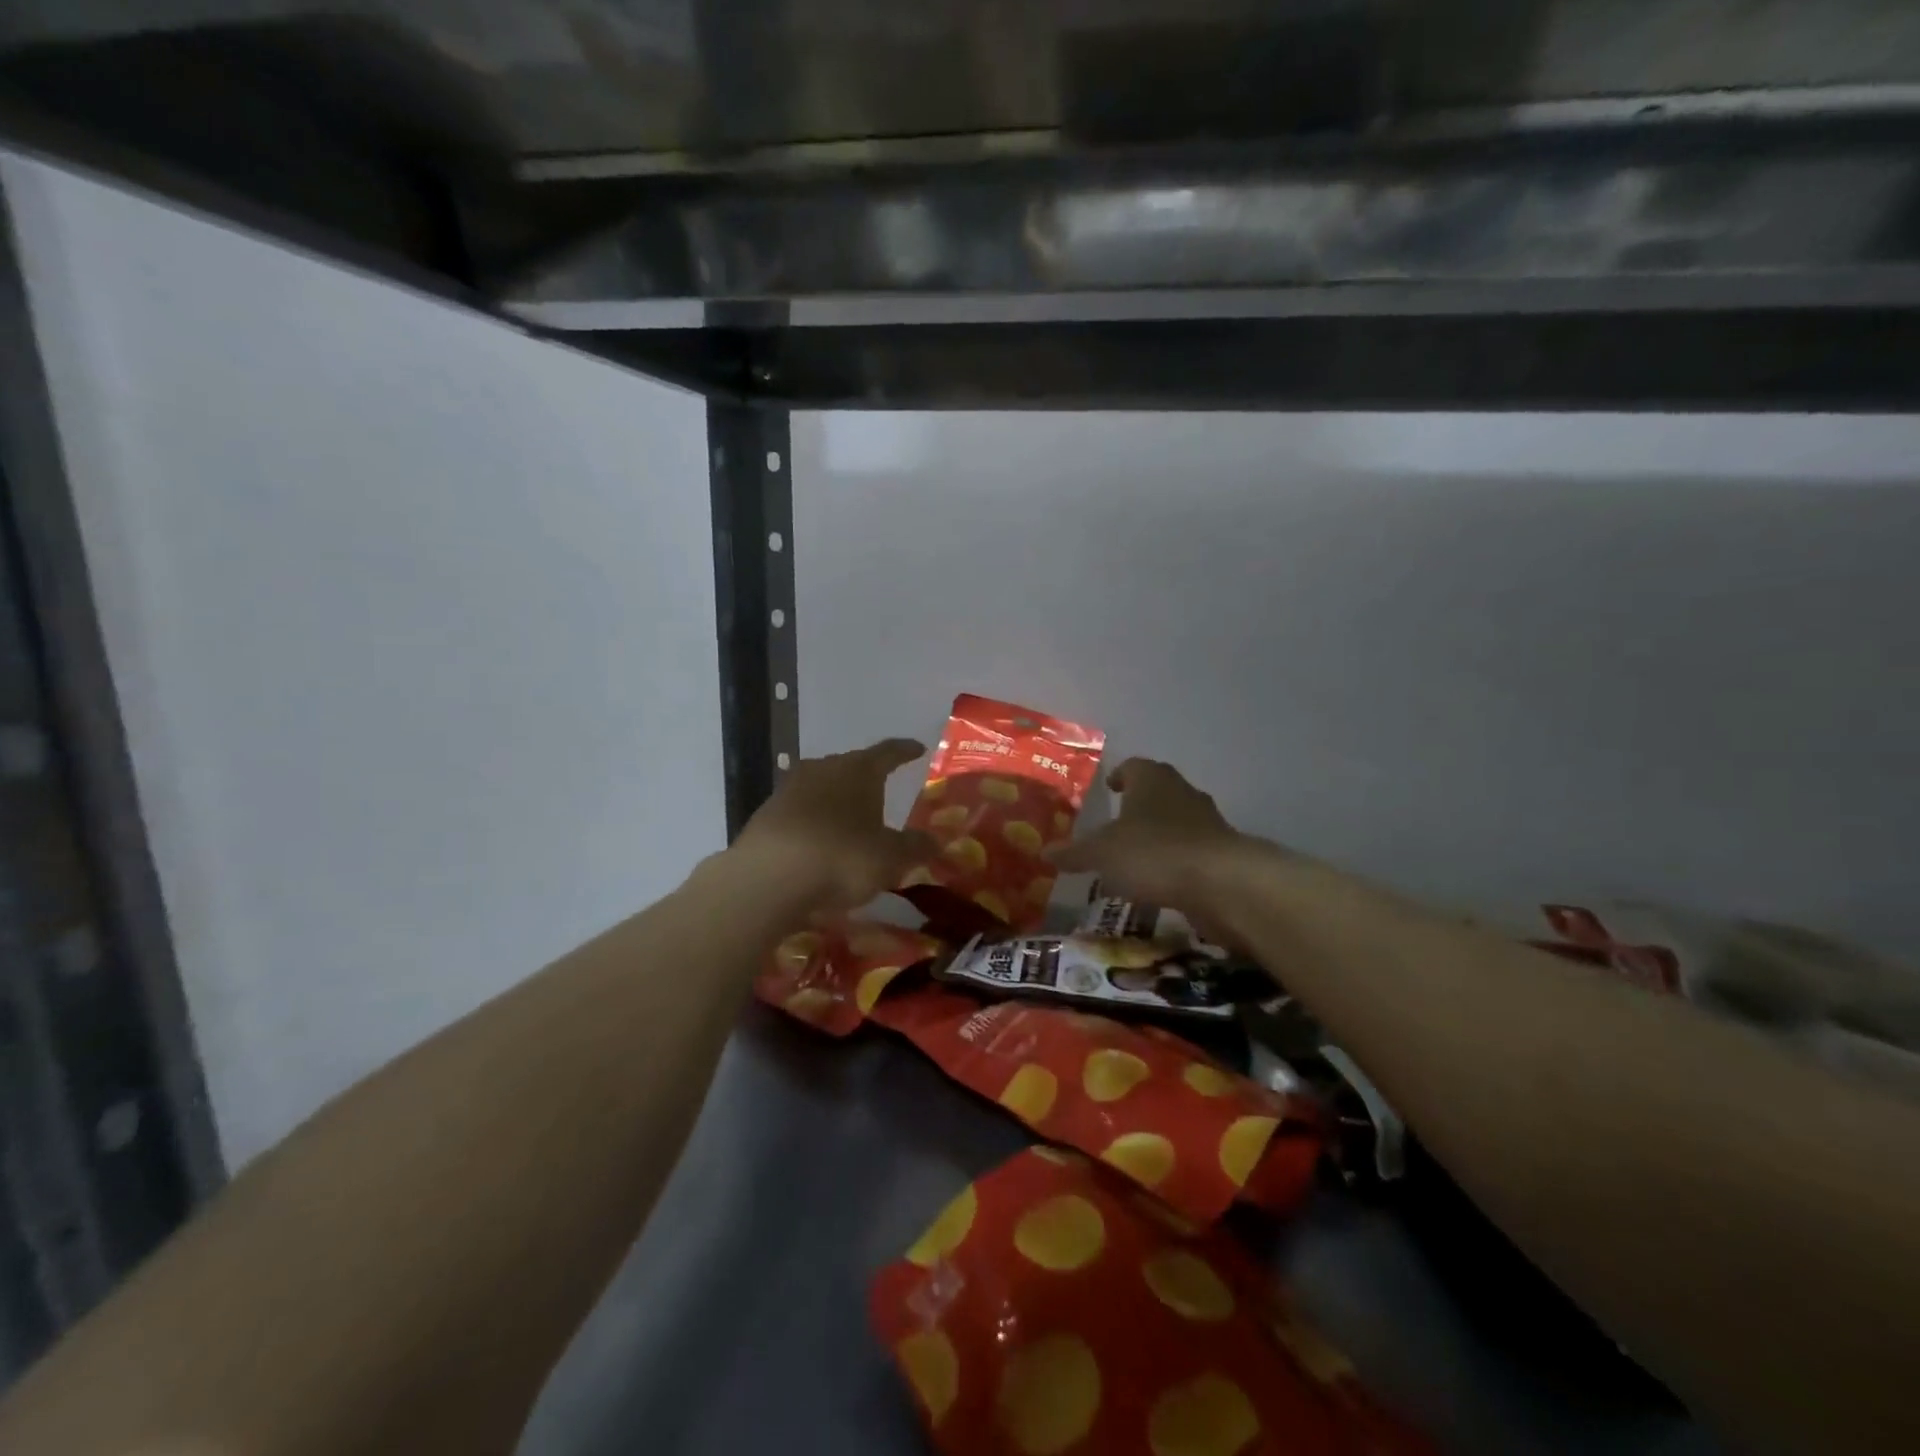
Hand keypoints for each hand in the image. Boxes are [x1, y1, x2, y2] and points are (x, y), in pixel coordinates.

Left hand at [730, 739, 937, 908]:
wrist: (768, 878)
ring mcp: (790, 789)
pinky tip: (819, 843)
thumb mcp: (891, 858)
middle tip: (882, 790)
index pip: (888, 752)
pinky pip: (800, 812)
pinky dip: (814, 823)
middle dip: (867, 778)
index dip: (905, 751)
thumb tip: (935, 841)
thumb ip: (916, 847)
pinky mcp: (766, 814)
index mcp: (859, 770)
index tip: (917, 749)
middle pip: (851, 766)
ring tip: (850, 820)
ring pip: (822, 788)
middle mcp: (823, 769)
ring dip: (837, 800)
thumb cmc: (842, 858)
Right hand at [1049, 758, 1251, 922]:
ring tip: (1132, 860)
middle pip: (1156, 792)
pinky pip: (1189, 852)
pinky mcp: (1221, 853)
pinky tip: (1157, 884)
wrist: (1223, 883)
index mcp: (1151, 779)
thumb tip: (1045, 852)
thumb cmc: (1154, 852)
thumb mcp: (1102, 854)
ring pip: (1175, 822)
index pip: (1132, 766)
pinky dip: (1173, 863)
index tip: (1109, 788)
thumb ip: (1075, 853)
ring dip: (1156, 836)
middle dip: (1137, 807)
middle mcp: (1181, 792)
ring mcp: (1207, 822)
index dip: (1118, 776)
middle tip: (1114, 826)